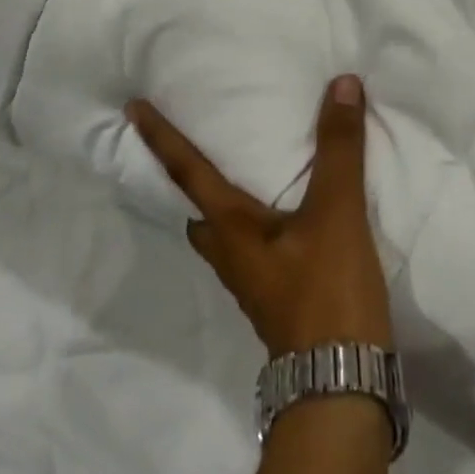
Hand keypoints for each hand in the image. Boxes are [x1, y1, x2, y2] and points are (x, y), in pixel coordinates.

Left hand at [126, 75, 392, 355]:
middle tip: (200, 149)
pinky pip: (254, 251)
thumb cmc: (326, 293)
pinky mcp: (277, 302)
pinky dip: (258, 226)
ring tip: (247, 177)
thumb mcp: (335, 213)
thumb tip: (342, 84)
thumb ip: (339, 148)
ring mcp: (252, 284)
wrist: (342, 389)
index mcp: (230, 228)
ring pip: (225, 237)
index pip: (185, 170)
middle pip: (198, 212)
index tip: (132, 108)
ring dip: (226, 207)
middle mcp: (231, 256)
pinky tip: (288, 222)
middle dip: (190, 182)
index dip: (160, 136)